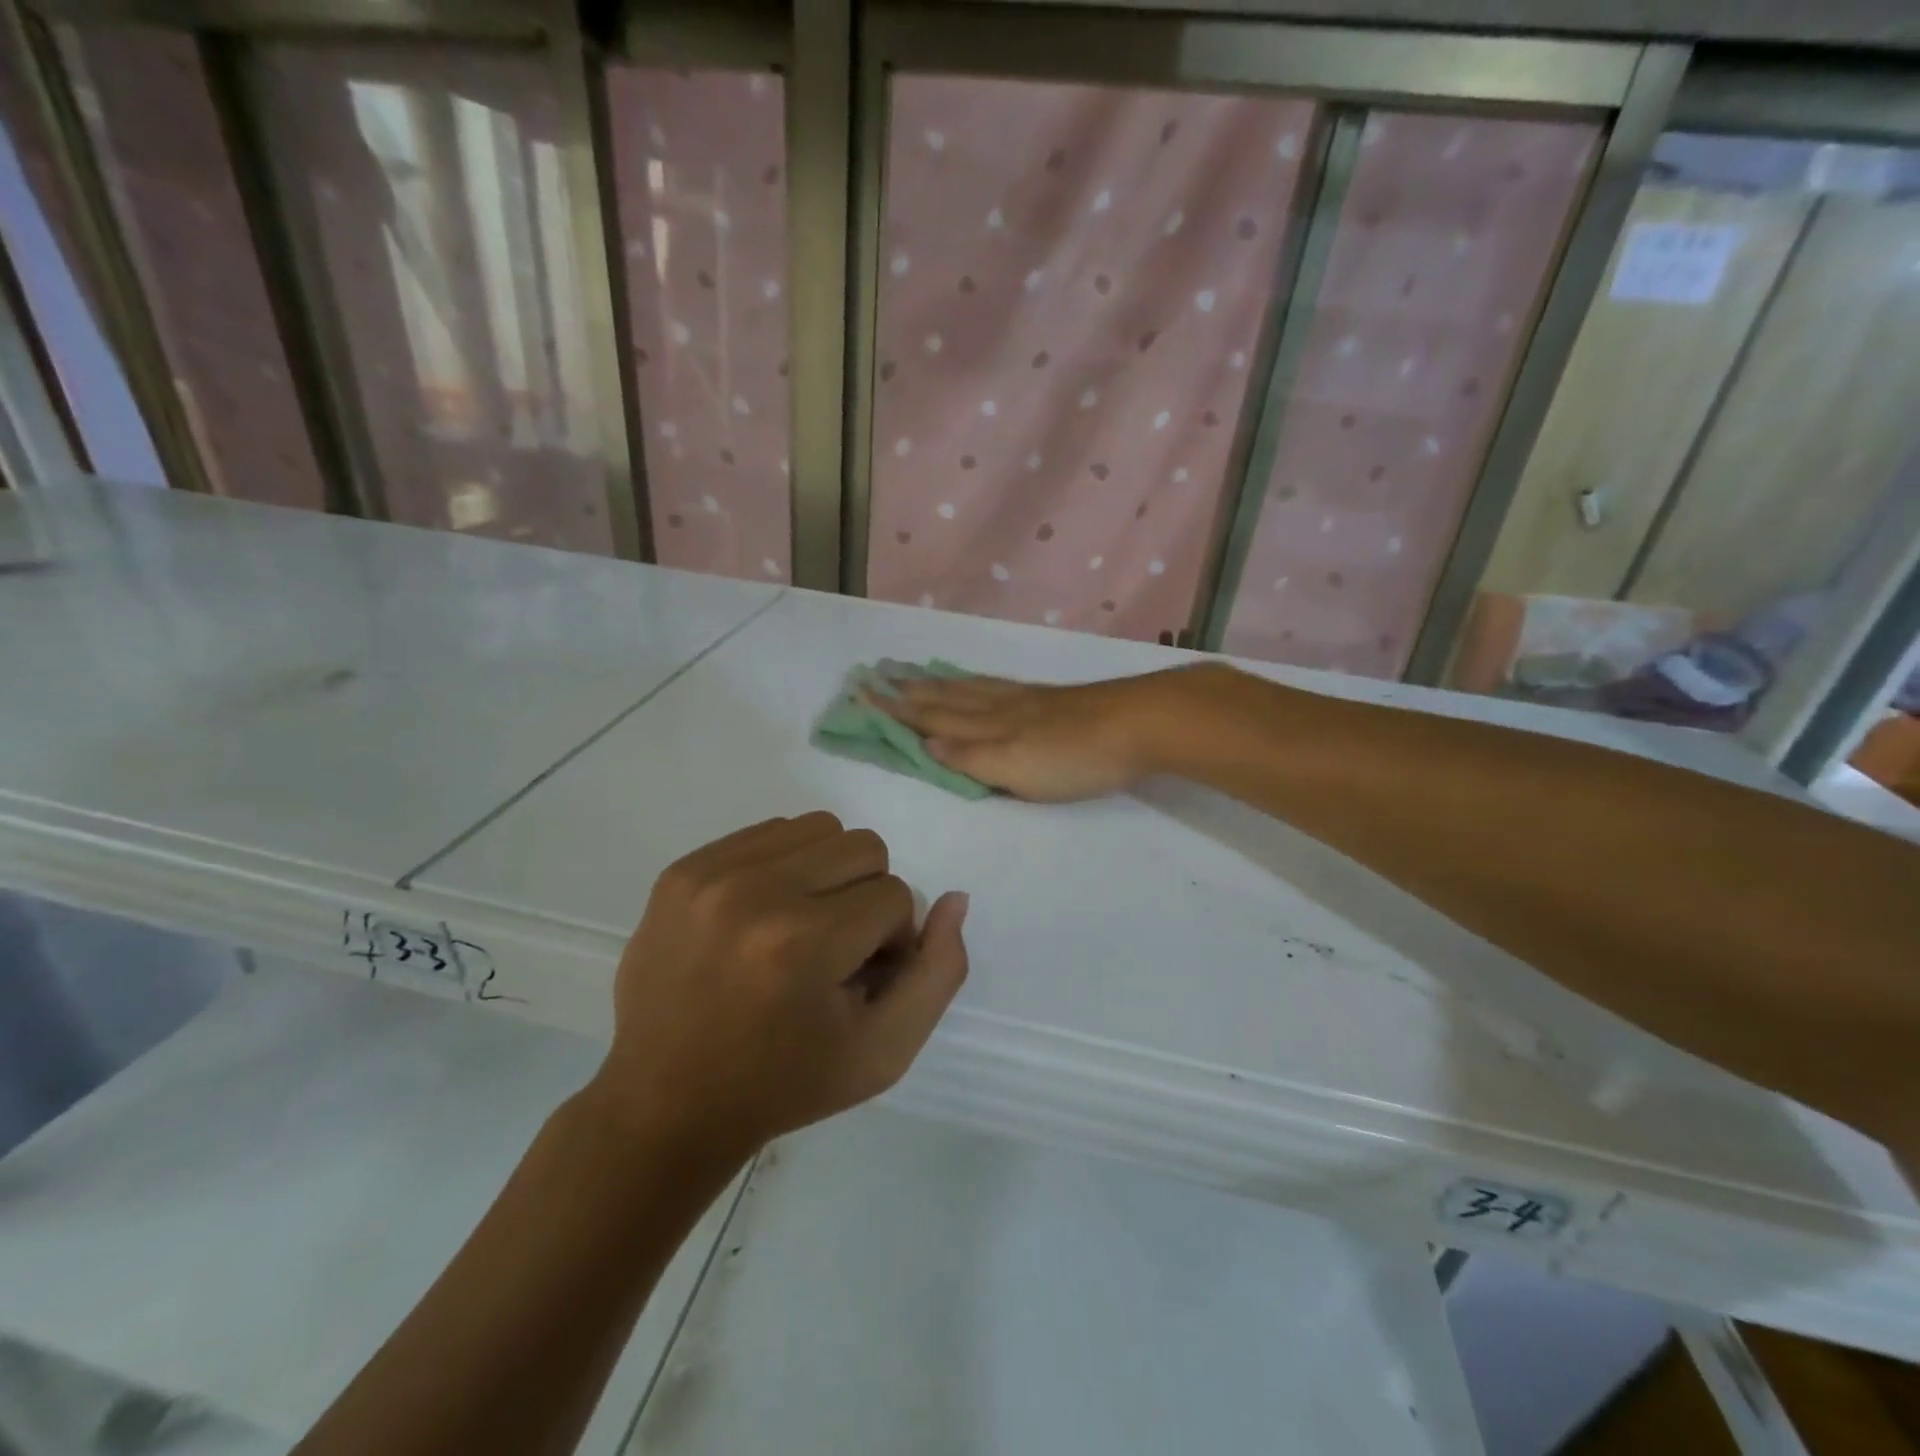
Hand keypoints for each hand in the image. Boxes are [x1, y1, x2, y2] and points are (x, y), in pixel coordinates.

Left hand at [594, 813, 967, 1163]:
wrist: (665, 1103)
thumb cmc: (785, 1083)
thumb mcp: (884, 1050)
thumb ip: (937, 973)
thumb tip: (955, 899)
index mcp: (804, 943)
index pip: (896, 896)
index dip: (891, 940)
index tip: (858, 978)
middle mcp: (755, 892)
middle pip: (863, 847)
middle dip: (866, 897)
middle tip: (834, 949)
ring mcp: (710, 874)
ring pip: (818, 829)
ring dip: (827, 873)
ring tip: (800, 927)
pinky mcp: (681, 869)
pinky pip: (768, 832)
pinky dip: (784, 867)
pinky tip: (764, 916)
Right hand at [873, 669, 1190, 801]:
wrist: (1140, 723)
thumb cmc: (1077, 758)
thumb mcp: (1017, 770)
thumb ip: (971, 758)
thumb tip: (925, 743)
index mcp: (988, 729)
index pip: (932, 718)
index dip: (897, 710)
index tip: (862, 695)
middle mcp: (999, 708)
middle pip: (945, 698)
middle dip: (907, 692)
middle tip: (874, 677)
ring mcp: (1024, 700)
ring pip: (968, 689)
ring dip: (935, 683)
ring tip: (911, 674)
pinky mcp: (1048, 698)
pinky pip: (994, 685)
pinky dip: (971, 681)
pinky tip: (972, 681)